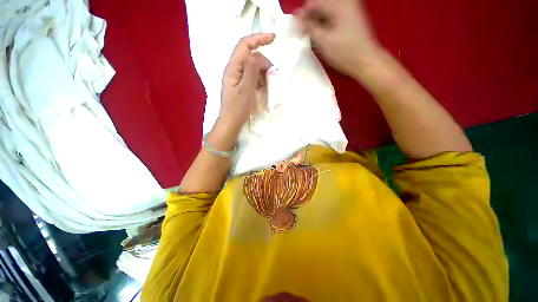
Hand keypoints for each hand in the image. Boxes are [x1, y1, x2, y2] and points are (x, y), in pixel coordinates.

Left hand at [211, 33, 274, 149]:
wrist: (231, 122)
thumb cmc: (238, 108)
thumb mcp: (245, 89)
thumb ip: (251, 70)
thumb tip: (256, 55)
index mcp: (233, 68)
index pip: (245, 45)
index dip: (259, 38)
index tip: (274, 38)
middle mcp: (234, 69)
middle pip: (251, 56)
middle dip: (264, 63)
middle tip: (272, 76)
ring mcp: (237, 77)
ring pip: (253, 66)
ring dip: (262, 72)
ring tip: (266, 85)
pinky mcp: (241, 83)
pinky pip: (252, 75)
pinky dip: (259, 79)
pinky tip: (262, 88)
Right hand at [297, 0, 380, 79]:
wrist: (364, 60)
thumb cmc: (345, 52)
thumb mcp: (324, 41)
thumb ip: (309, 27)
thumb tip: (297, 18)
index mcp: (338, 4)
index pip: (312, 2)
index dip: (303, 16)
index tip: (299, 29)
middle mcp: (344, 2)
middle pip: (319, 5)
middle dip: (310, 19)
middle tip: (306, 35)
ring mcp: (348, 8)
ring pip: (324, 11)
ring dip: (316, 23)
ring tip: (313, 37)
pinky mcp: (349, 16)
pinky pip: (331, 16)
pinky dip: (324, 24)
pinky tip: (322, 36)